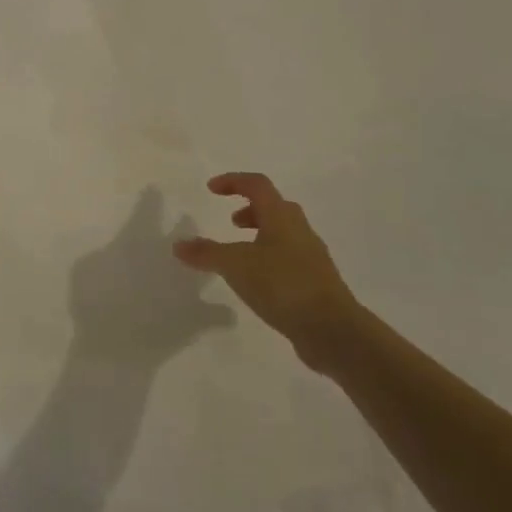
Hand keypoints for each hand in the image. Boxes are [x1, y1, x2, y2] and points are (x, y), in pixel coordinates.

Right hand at [172, 173, 360, 368]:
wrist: (333, 330)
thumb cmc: (282, 285)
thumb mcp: (235, 265)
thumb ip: (206, 253)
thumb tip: (178, 245)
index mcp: (282, 217)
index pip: (257, 185)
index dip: (233, 181)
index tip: (211, 189)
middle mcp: (300, 231)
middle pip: (275, 207)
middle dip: (250, 210)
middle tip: (230, 223)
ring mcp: (311, 257)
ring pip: (283, 234)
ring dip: (260, 235)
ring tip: (239, 255)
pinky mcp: (315, 282)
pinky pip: (288, 259)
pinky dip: (268, 260)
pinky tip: (256, 282)